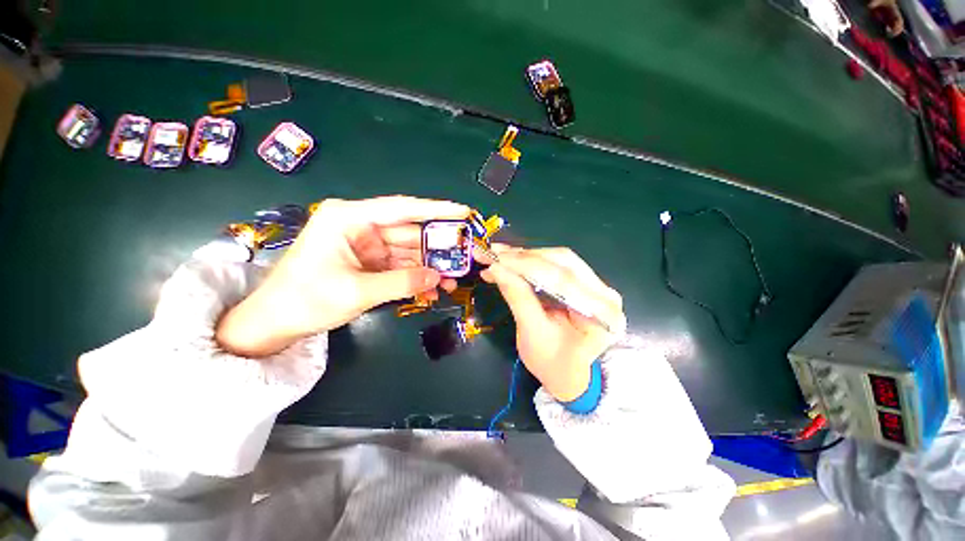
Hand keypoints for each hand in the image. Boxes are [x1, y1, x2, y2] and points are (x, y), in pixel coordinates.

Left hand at [216, 196, 468, 356]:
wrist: (275, 323)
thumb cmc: (306, 300)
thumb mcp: (357, 291)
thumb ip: (401, 282)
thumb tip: (439, 278)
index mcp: (349, 218)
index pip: (401, 209)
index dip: (436, 210)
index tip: (463, 211)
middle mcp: (360, 226)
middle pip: (409, 233)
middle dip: (436, 248)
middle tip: (464, 256)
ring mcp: (366, 245)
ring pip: (408, 252)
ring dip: (429, 267)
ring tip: (451, 282)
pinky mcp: (369, 261)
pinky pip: (399, 266)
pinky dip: (415, 278)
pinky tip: (431, 291)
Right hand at [480, 246, 625, 401]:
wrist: (567, 374)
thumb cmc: (552, 363)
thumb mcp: (532, 334)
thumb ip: (518, 298)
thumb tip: (496, 268)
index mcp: (602, 314)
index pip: (563, 278)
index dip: (526, 265)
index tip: (497, 258)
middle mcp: (605, 294)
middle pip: (562, 262)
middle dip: (523, 257)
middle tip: (492, 253)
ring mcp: (596, 286)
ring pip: (557, 259)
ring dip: (524, 257)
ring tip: (497, 256)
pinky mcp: (583, 283)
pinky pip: (555, 265)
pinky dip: (530, 262)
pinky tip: (510, 260)